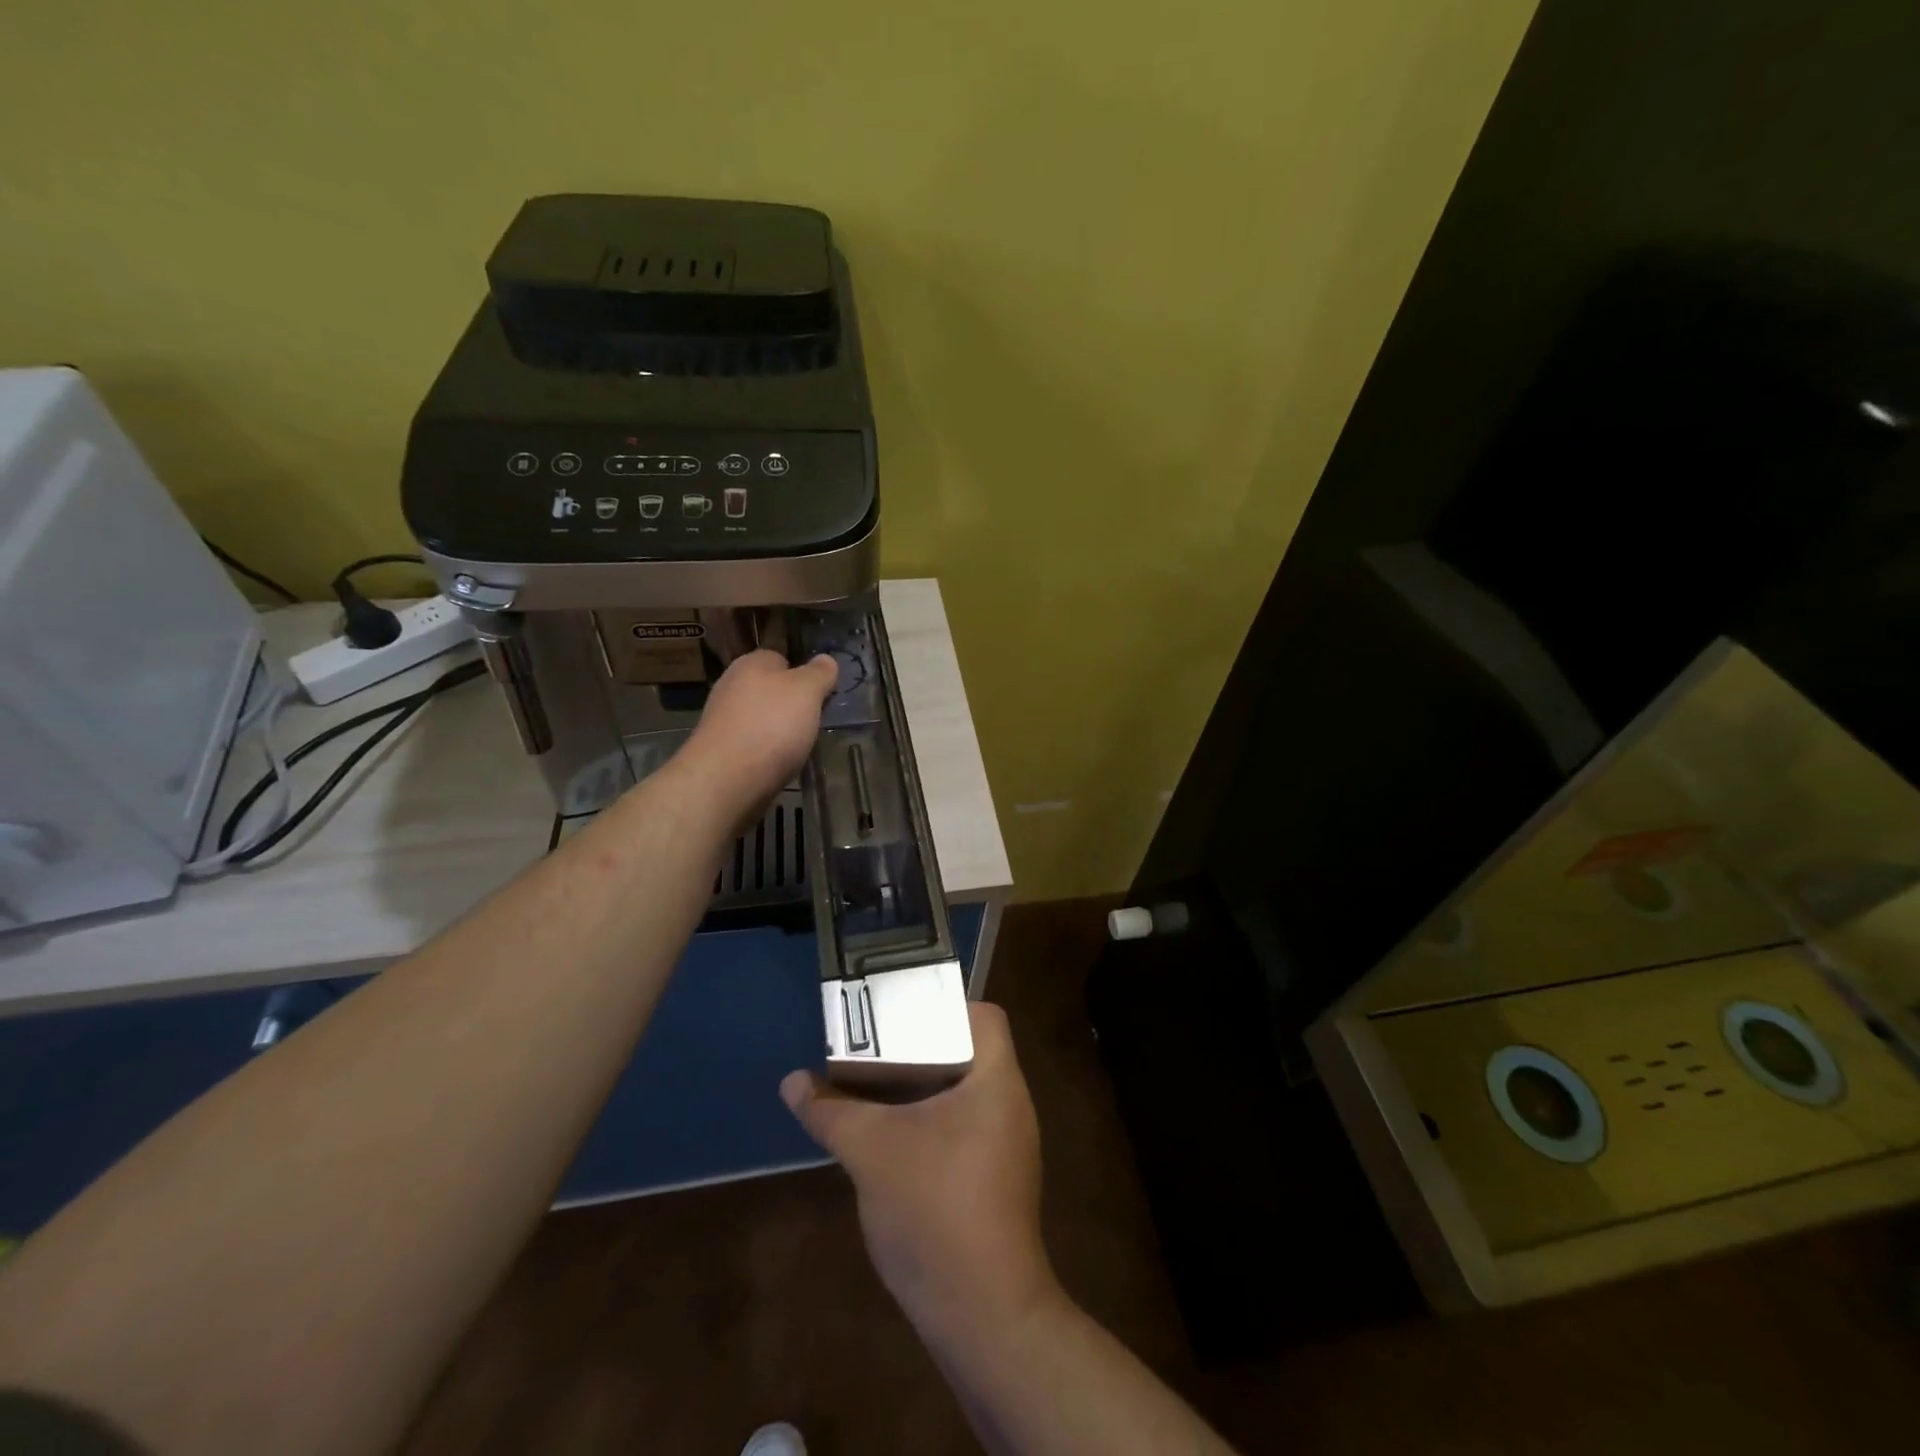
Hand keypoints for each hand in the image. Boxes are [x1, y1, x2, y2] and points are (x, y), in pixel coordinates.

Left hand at [676, 651, 837, 821]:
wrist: (726, 779)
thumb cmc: (771, 725)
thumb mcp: (807, 691)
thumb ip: (820, 673)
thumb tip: (826, 660)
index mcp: (751, 663)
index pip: (780, 658)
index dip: (803, 674)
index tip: (819, 695)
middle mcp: (731, 686)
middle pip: (770, 690)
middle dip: (791, 705)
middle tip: (812, 722)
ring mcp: (722, 719)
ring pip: (760, 718)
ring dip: (779, 730)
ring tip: (797, 747)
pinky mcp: (720, 750)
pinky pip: (751, 744)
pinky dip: (766, 752)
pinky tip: (777, 764)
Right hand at [780, 1004, 1060, 1338]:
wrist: (982, 1316)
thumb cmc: (934, 1209)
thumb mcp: (871, 1150)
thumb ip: (831, 1111)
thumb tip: (792, 1082)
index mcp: (997, 1080)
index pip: (985, 1016)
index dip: (945, 1006)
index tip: (901, 1014)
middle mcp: (1010, 1104)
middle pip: (969, 1051)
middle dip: (920, 1046)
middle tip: (875, 1046)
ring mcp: (1007, 1145)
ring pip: (963, 1092)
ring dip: (921, 1087)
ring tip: (873, 1084)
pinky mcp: (996, 1179)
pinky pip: (963, 1127)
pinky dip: (929, 1120)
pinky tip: (890, 1136)